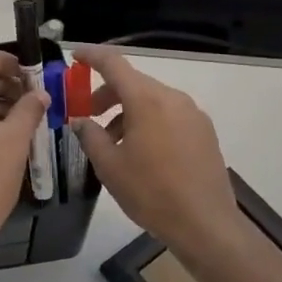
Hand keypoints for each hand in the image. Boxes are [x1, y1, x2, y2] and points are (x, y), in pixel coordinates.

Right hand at [72, 47, 244, 259]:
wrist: (206, 224)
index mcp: (146, 100)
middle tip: (88, 115)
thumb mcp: (109, 166)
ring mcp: (192, 114)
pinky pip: (169, 114)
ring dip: (128, 111)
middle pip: (133, 82)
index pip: (114, 63)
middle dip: (107, 93)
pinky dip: (149, 121)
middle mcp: (172, 98)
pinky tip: (142, 152)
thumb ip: (90, 135)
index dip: (92, 56)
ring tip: (113, 142)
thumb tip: (80, 121)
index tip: (75, 58)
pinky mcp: (204, 131)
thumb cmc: (151, 192)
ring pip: (152, 100)